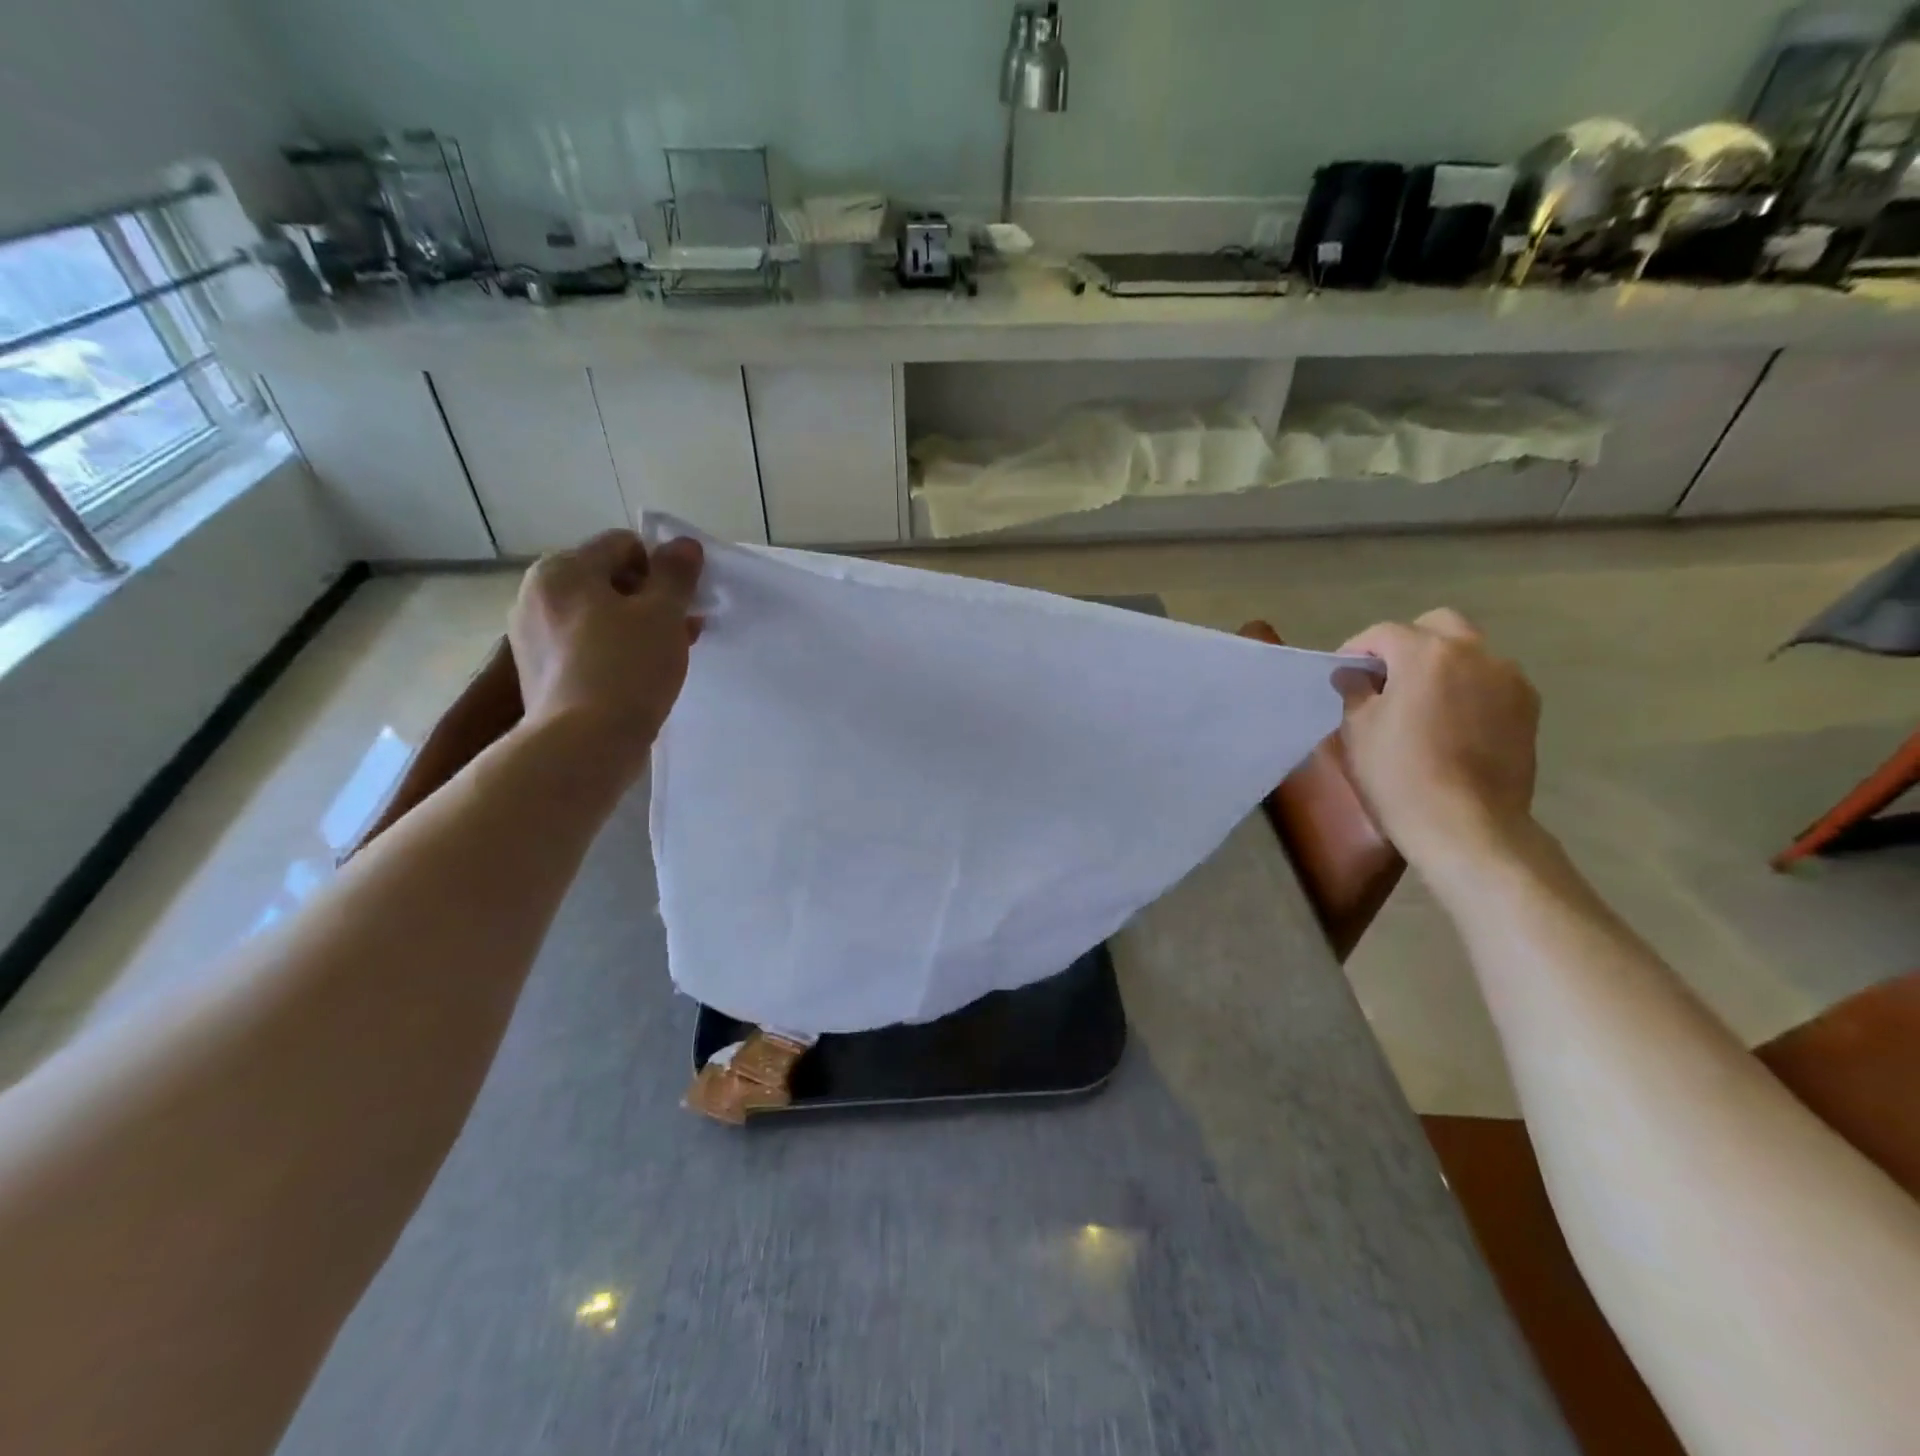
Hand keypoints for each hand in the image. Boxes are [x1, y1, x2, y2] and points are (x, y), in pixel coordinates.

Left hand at [507, 528, 702, 779]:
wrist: (583, 744)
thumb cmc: (626, 668)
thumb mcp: (663, 614)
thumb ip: (676, 574)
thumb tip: (684, 545)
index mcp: (562, 569)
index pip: (624, 546)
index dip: (662, 570)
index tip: (683, 605)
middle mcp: (536, 594)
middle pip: (607, 581)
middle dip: (649, 600)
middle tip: (681, 632)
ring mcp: (531, 637)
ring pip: (597, 617)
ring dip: (634, 628)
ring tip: (665, 657)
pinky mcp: (538, 673)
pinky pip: (584, 648)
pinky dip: (612, 654)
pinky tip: (637, 678)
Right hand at [1336, 608, 1540, 872]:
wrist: (1465, 824)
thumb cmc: (1398, 773)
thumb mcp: (1358, 729)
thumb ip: (1355, 690)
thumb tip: (1352, 674)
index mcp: (1427, 653)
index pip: (1383, 633)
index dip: (1357, 649)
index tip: (1342, 674)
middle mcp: (1475, 653)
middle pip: (1437, 626)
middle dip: (1407, 643)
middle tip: (1385, 677)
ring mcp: (1509, 680)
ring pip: (1469, 652)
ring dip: (1441, 665)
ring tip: (1419, 700)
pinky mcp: (1527, 709)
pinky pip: (1491, 682)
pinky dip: (1467, 688)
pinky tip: (1449, 721)